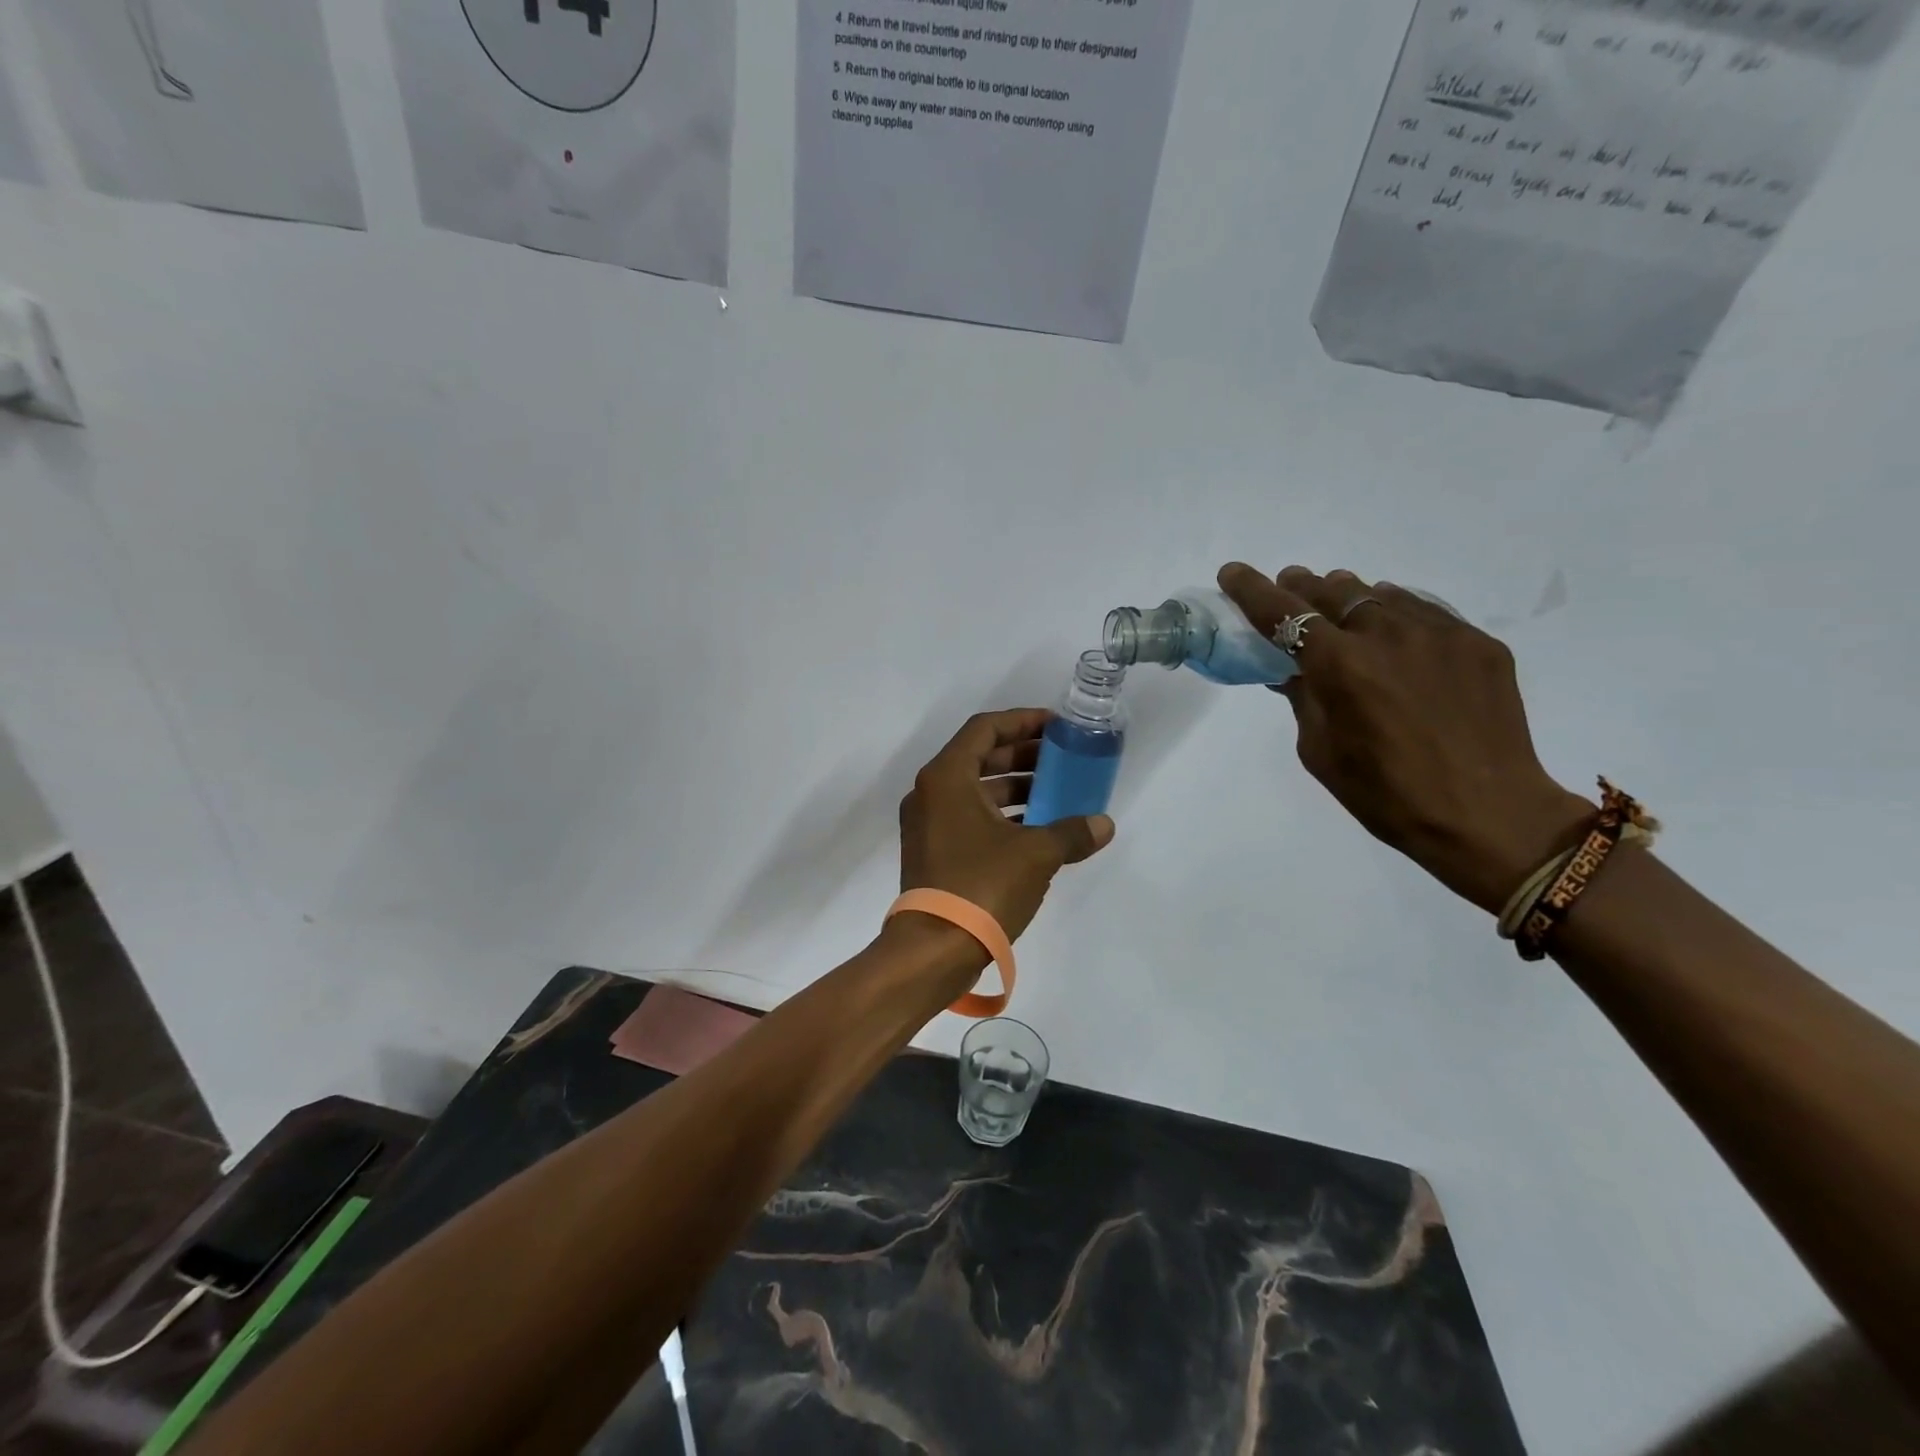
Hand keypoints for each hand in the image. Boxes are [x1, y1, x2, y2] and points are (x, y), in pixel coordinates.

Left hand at [898, 709, 1114, 941]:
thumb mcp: (1036, 854)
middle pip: (980, 758)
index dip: (1022, 721)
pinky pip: (969, 818)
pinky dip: (1001, 816)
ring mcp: (927, 824)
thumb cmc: (982, 885)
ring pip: (975, 791)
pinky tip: (1036, 830)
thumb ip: (1071, 833)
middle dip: (1023, 756)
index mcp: (947, 777)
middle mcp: (930, 793)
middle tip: (1062, 760)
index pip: (985, 729)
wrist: (934, 948)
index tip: (1055, 727)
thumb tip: (1104, 825)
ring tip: (1056, 794)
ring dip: (1015, 789)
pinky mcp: (932, 852)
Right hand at [1219, 563, 1592, 913]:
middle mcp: (1388, 635)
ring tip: (1340, 613)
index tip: (1233, 572)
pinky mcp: (1478, 643)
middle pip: (1332, 591)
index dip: (1252, 590)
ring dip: (1349, 599)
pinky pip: (1424, 612)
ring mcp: (1439, 633)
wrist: (1489, 815)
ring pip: (1379, 595)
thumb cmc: (1387, 794)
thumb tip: (1292, 671)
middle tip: (1289, 593)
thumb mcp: (1320, 751)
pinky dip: (1396, 614)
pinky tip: (1394, 636)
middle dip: (1302, 589)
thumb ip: (1303, 699)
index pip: (1284, 613)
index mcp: (1341, 666)